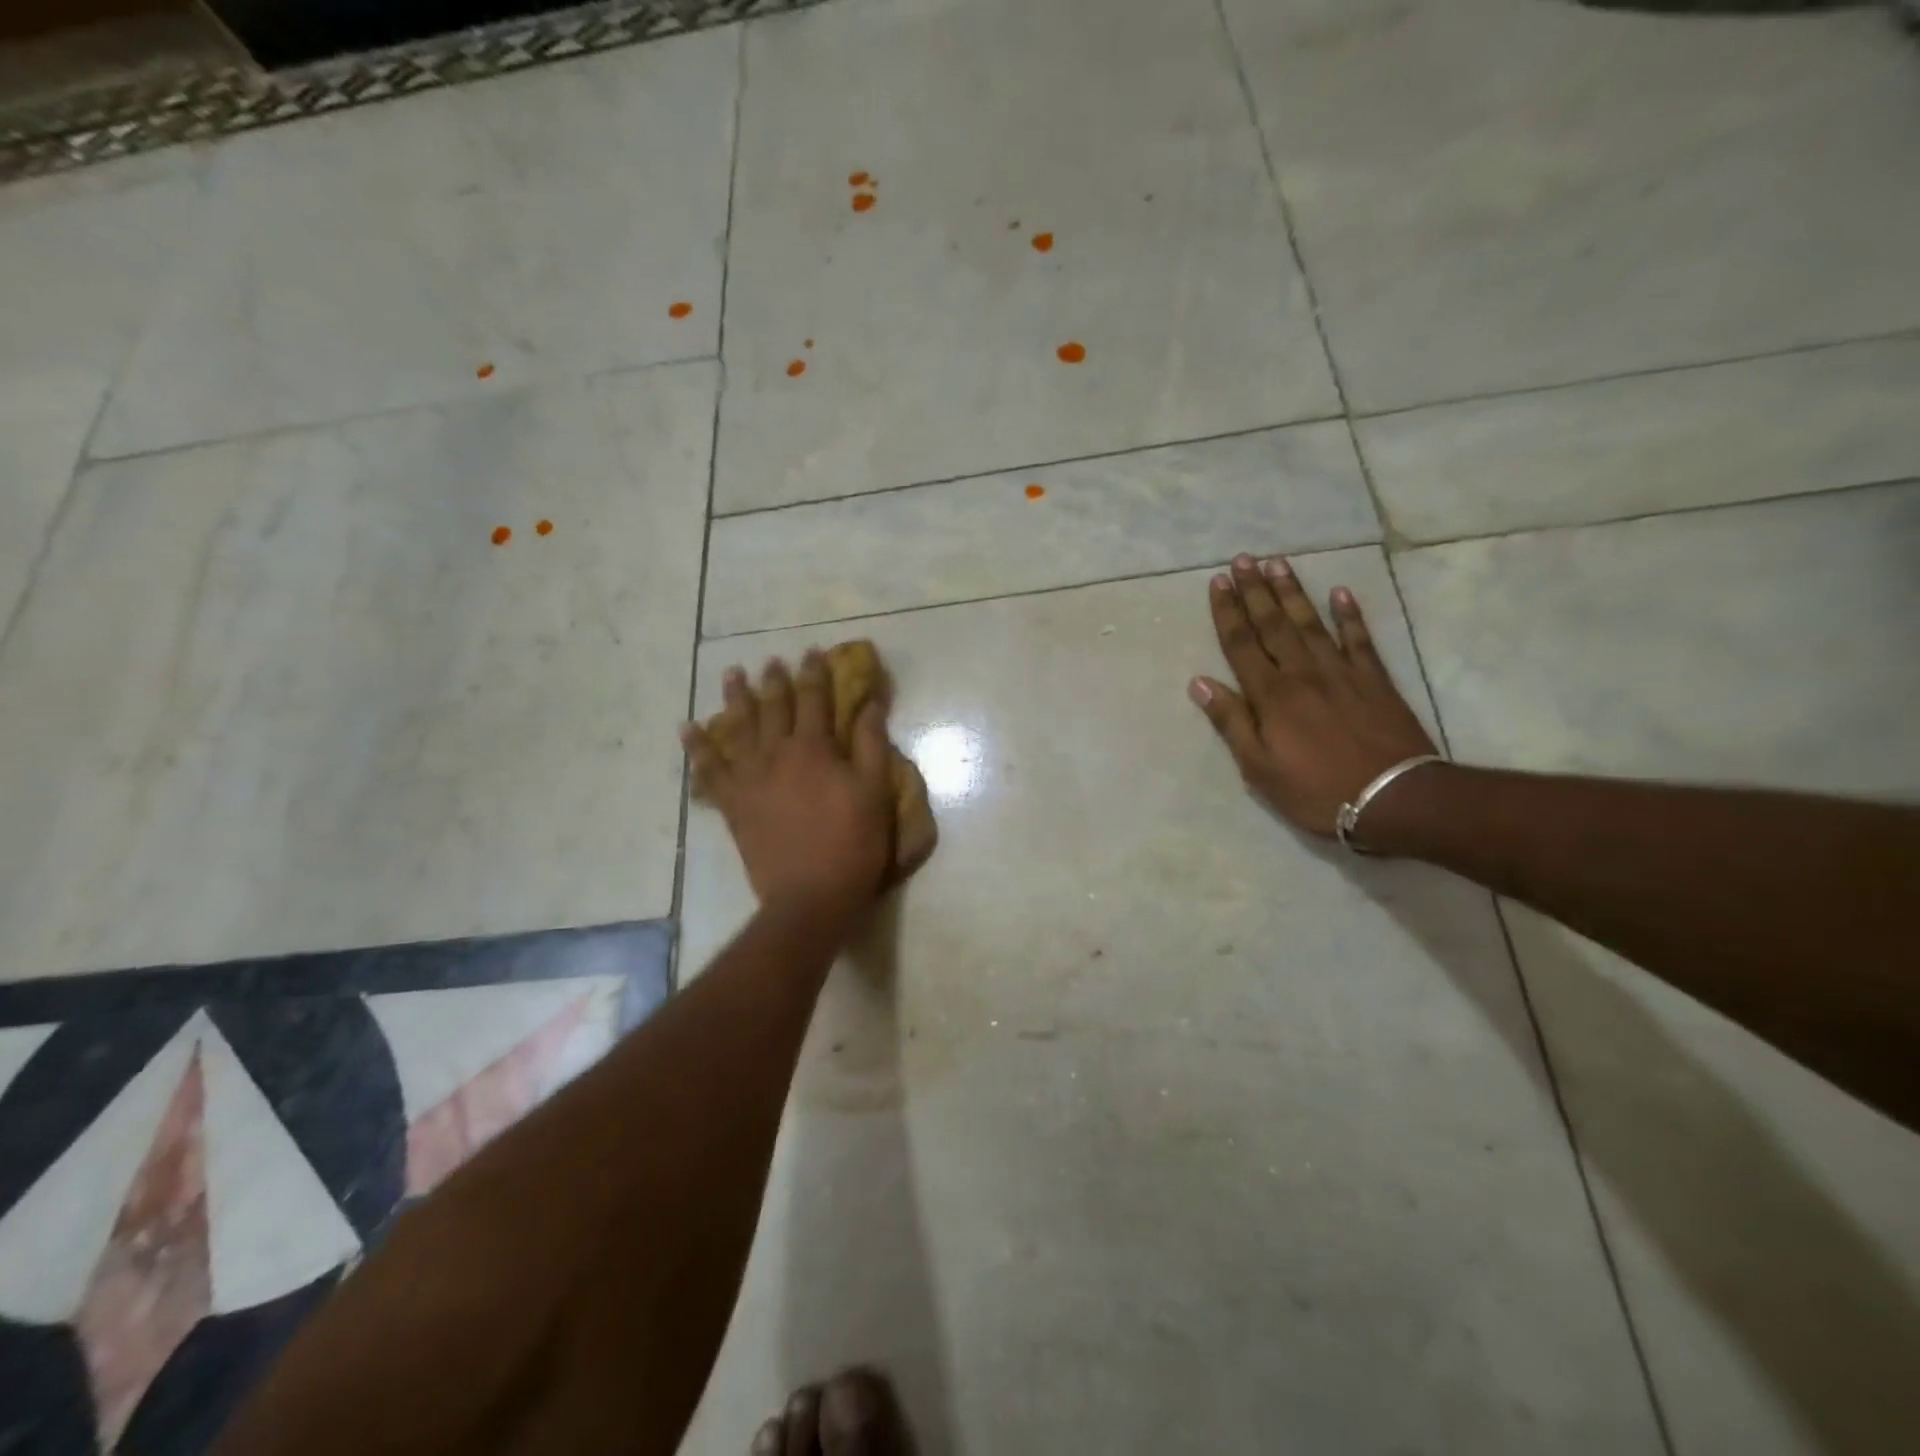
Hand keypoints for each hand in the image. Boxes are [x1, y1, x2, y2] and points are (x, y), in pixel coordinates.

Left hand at [681, 653, 894, 916]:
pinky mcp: (733, 804)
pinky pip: (709, 770)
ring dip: (735, 698)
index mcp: (815, 749)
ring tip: (731, 675)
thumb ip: (871, 744)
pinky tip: (688, 729)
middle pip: (774, 707)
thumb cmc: (852, 844)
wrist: (810, 896)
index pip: (814, 699)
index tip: (813, 652)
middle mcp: (777, 754)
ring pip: (739, 728)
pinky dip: (697, 748)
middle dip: (775, 680)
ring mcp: (750, 778)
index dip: (815, 673)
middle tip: (772, 661)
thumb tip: (869, 704)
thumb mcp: (874, 792)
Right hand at [1191, 554, 1437, 837]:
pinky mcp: (1374, 679)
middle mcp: (1302, 673)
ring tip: (1278, 564)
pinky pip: (1359, 638)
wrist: (1393, 798)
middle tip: (1243, 559)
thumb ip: (1231, 722)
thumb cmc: (1315, 790)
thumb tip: (1200, 683)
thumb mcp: (1258, 768)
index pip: (1241, 644)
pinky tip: (1341, 593)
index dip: (1227, 612)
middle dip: (1255, 590)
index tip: (1218, 582)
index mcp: (1271, 695)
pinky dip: (1350, 615)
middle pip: (1273, 624)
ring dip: (1292, 592)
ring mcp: (1341, 672)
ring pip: (1311, 622)